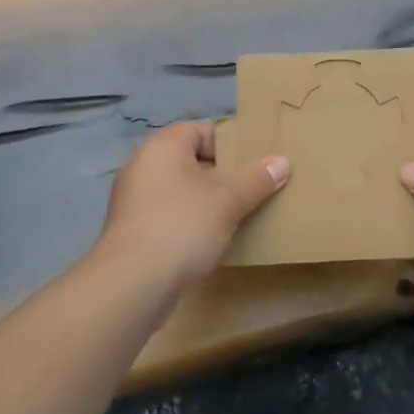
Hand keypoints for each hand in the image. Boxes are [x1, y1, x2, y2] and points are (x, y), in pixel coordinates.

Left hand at [92, 122, 289, 290]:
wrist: (132, 283)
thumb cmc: (182, 226)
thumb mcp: (228, 200)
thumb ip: (256, 178)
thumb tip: (282, 161)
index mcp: (163, 147)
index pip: (199, 131)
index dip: (228, 143)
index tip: (253, 163)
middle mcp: (142, 166)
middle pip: (189, 161)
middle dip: (220, 175)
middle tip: (251, 190)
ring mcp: (132, 201)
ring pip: (178, 191)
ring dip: (204, 202)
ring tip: (235, 217)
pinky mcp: (131, 232)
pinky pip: (167, 217)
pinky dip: (187, 224)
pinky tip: (209, 242)